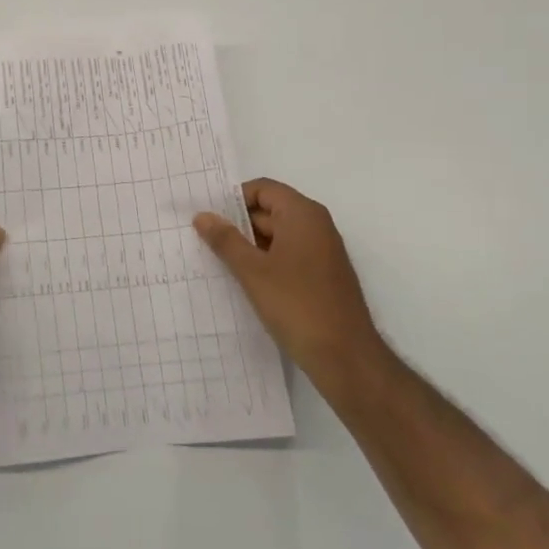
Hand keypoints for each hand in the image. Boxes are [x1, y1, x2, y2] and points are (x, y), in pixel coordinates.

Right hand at [194, 179, 387, 392]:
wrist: (346, 359)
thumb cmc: (297, 305)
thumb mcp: (252, 271)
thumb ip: (225, 240)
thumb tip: (202, 216)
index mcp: (303, 214)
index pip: (262, 189)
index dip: (233, 200)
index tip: (208, 218)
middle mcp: (316, 225)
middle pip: (270, 210)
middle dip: (238, 224)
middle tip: (205, 240)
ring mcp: (322, 252)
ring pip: (278, 236)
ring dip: (250, 246)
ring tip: (219, 262)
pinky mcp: (323, 276)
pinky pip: (288, 255)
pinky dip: (266, 262)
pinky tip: (246, 281)